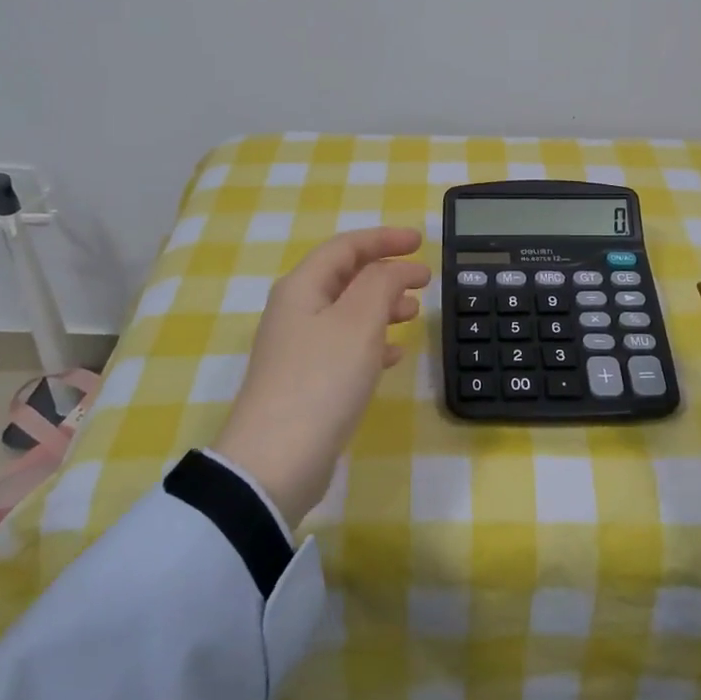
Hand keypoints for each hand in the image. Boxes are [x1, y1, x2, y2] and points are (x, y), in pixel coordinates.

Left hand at [215, 227, 429, 526]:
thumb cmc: (321, 380)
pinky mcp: (308, 382)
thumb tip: (396, 268)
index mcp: (302, 288)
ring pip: (348, 313)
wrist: (276, 460)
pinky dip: (373, 342)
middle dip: (386, 273)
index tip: (420, 242)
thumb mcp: (358, 322)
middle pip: (345, 278)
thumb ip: (381, 284)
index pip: (345, 247)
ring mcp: (299, 349)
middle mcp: (296, 312)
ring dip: (382, 306)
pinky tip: (394, 355)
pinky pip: (345, 347)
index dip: (383, 239)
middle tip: (424, 280)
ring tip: (414, 313)